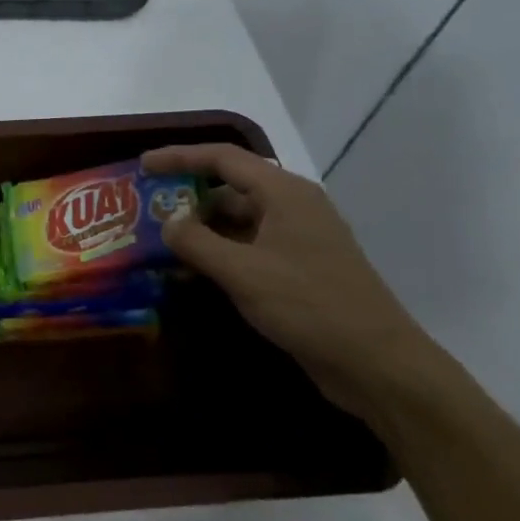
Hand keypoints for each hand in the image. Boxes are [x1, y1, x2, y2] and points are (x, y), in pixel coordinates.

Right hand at [142, 144, 453, 420]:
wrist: (376, 363)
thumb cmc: (308, 305)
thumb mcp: (242, 271)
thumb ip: (196, 242)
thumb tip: (167, 222)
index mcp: (284, 193)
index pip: (223, 159)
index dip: (180, 157)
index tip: (143, 165)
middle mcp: (292, 207)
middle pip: (230, 189)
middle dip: (187, 198)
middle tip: (146, 210)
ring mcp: (297, 240)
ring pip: (237, 222)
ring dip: (200, 230)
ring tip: (159, 242)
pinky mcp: (298, 270)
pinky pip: (248, 248)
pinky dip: (219, 254)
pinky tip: (190, 272)